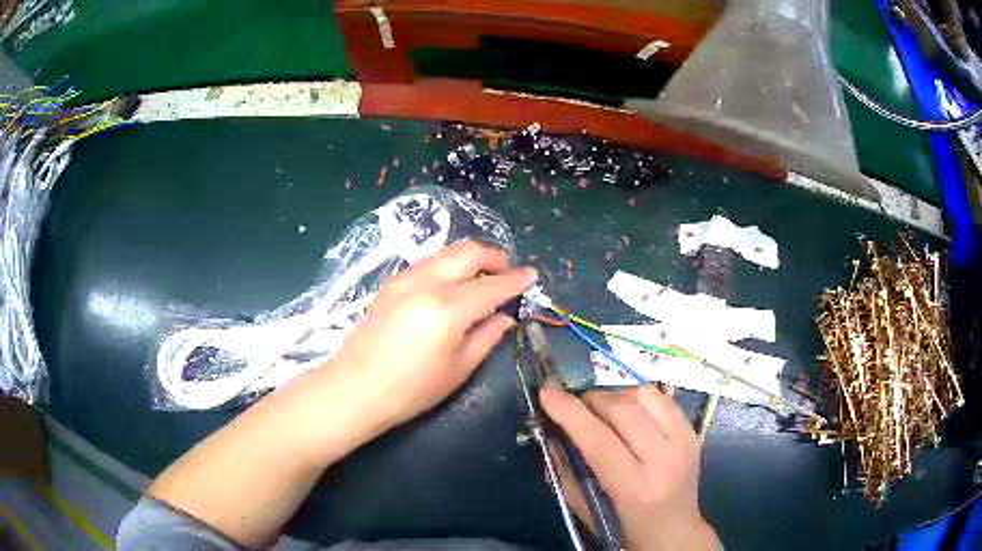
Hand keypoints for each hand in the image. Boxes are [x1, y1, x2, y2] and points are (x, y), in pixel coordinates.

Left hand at [327, 240, 536, 431]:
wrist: (353, 389)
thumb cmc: (409, 391)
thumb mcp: (456, 370)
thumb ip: (485, 338)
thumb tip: (505, 317)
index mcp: (447, 310)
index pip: (492, 285)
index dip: (516, 280)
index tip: (532, 275)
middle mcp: (426, 283)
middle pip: (469, 252)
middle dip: (495, 257)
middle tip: (508, 273)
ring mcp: (404, 279)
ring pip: (447, 252)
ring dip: (471, 258)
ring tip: (483, 278)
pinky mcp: (390, 283)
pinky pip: (428, 262)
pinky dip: (448, 265)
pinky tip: (453, 285)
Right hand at [540, 386, 718, 550]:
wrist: (675, 531)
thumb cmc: (625, 528)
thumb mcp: (585, 510)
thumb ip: (566, 472)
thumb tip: (552, 433)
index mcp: (634, 487)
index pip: (598, 438)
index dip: (569, 411)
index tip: (547, 393)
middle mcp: (664, 458)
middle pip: (622, 409)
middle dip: (590, 399)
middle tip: (573, 404)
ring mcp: (684, 441)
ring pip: (645, 395)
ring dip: (615, 394)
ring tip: (600, 407)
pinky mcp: (693, 431)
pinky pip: (662, 398)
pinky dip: (637, 397)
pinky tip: (627, 411)